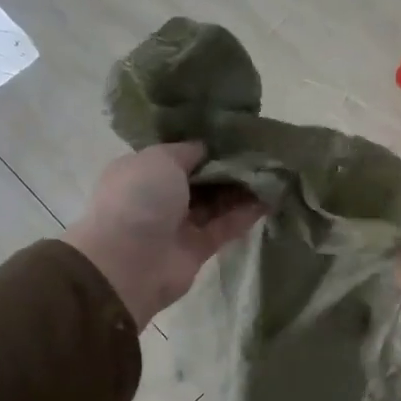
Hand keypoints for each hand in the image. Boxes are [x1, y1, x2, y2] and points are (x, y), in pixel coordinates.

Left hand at [66, 143, 263, 327]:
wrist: (128, 263)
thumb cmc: (139, 199)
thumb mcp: (160, 159)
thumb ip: (188, 151)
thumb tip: (207, 148)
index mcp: (142, 171)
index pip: (178, 156)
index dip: (206, 147)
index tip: (236, 137)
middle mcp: (159, 197)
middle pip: (201, 180)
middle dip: (228, 168)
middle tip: (261, 154)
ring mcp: (179, 224)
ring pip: (216, 203)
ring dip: (241, 190)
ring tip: (272, 173)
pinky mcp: (198, 248)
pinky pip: (225, 226)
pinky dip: (245, 214)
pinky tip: (269, 199)